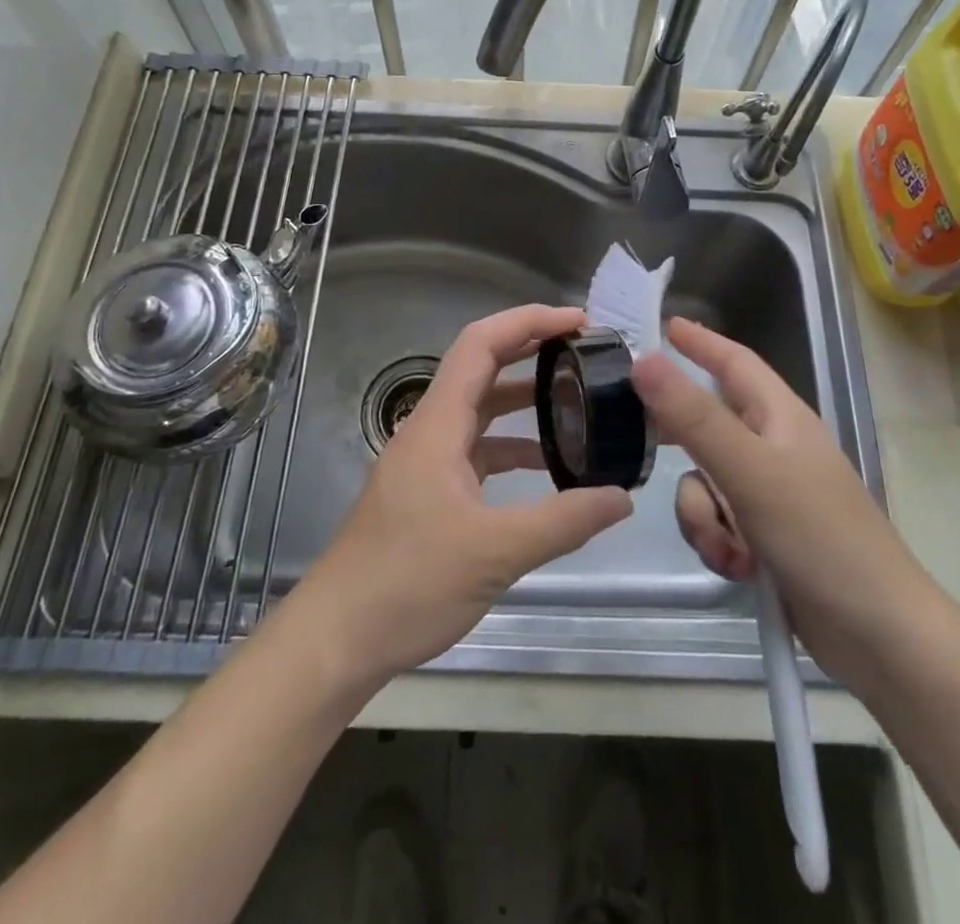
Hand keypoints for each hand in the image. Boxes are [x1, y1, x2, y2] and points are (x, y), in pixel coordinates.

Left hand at [293, 304, 634, 685]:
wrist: (338, 637)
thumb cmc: (408, 583)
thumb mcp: (495, 552)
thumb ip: (563, 521)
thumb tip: (621, 496)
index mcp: (438, 425)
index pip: (482, 345)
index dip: (529, 321)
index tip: (578, 321)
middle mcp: (430, 430)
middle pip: (482, 367)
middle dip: (532, 349)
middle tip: (585, 350)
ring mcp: (428, 461)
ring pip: (480, 410)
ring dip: (524, 398)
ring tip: (577, 398)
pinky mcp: (430, 491)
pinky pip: (477, 449)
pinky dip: (512, 445)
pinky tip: (546, 465)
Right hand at [632, 317, 938, 688]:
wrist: (878, 636)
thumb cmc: (819, 536)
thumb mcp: (749, 470)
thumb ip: (693, 416)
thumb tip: (644, 360)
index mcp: (780, 417)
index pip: (734, 362)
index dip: (700, 342)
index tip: (663, 326)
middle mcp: (773, 447)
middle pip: (709, 423)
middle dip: (680, 436)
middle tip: (635, 431)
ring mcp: (769, 494)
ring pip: (705, 481)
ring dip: (702, 513)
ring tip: (726, 544)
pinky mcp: (765, 537)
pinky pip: (717, 522)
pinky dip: (718, 542)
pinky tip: (738, 568)